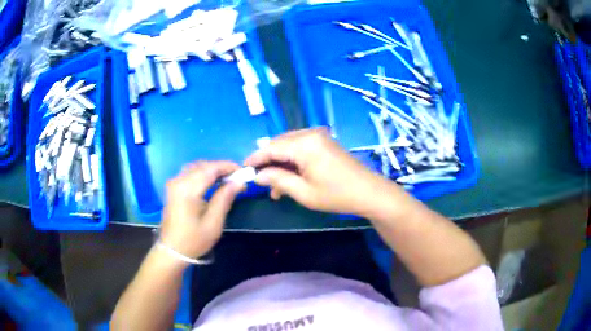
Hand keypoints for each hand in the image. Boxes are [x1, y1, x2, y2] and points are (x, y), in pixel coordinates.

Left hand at [159, 161, 243, 259]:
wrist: (172, 251)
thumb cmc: (194, 240)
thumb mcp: (214, 223)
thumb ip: (225, 198)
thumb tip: (239, 182)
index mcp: (187, 190)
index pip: (210, 169)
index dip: (227, 167)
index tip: (243, 172)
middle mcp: (178, 181)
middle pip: (203, 165)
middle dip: (221, 168)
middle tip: (237, 178)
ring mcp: (173, 183)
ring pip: (196, 167)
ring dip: (212, 170)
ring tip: (227, 180)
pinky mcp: (173, 188)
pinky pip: (190, 173)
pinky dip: (203, 174)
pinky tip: (212, 183)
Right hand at [245, 128, 396, 215]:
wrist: (369, 192)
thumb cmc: (336, 195)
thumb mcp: (303, 192)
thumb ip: (278, 180)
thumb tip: (258, 175)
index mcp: (304, 144)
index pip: (271, 147)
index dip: (255, 159)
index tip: (243, 170)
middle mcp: (310, 134)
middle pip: (279, 144)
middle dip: (268, 162)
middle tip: (261, 182)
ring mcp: (318, 137)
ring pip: (288, 146)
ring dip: (280, 164)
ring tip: (276, 188)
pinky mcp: (324, 142)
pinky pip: (300, 148)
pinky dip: (292, 162)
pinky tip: (289, 179)